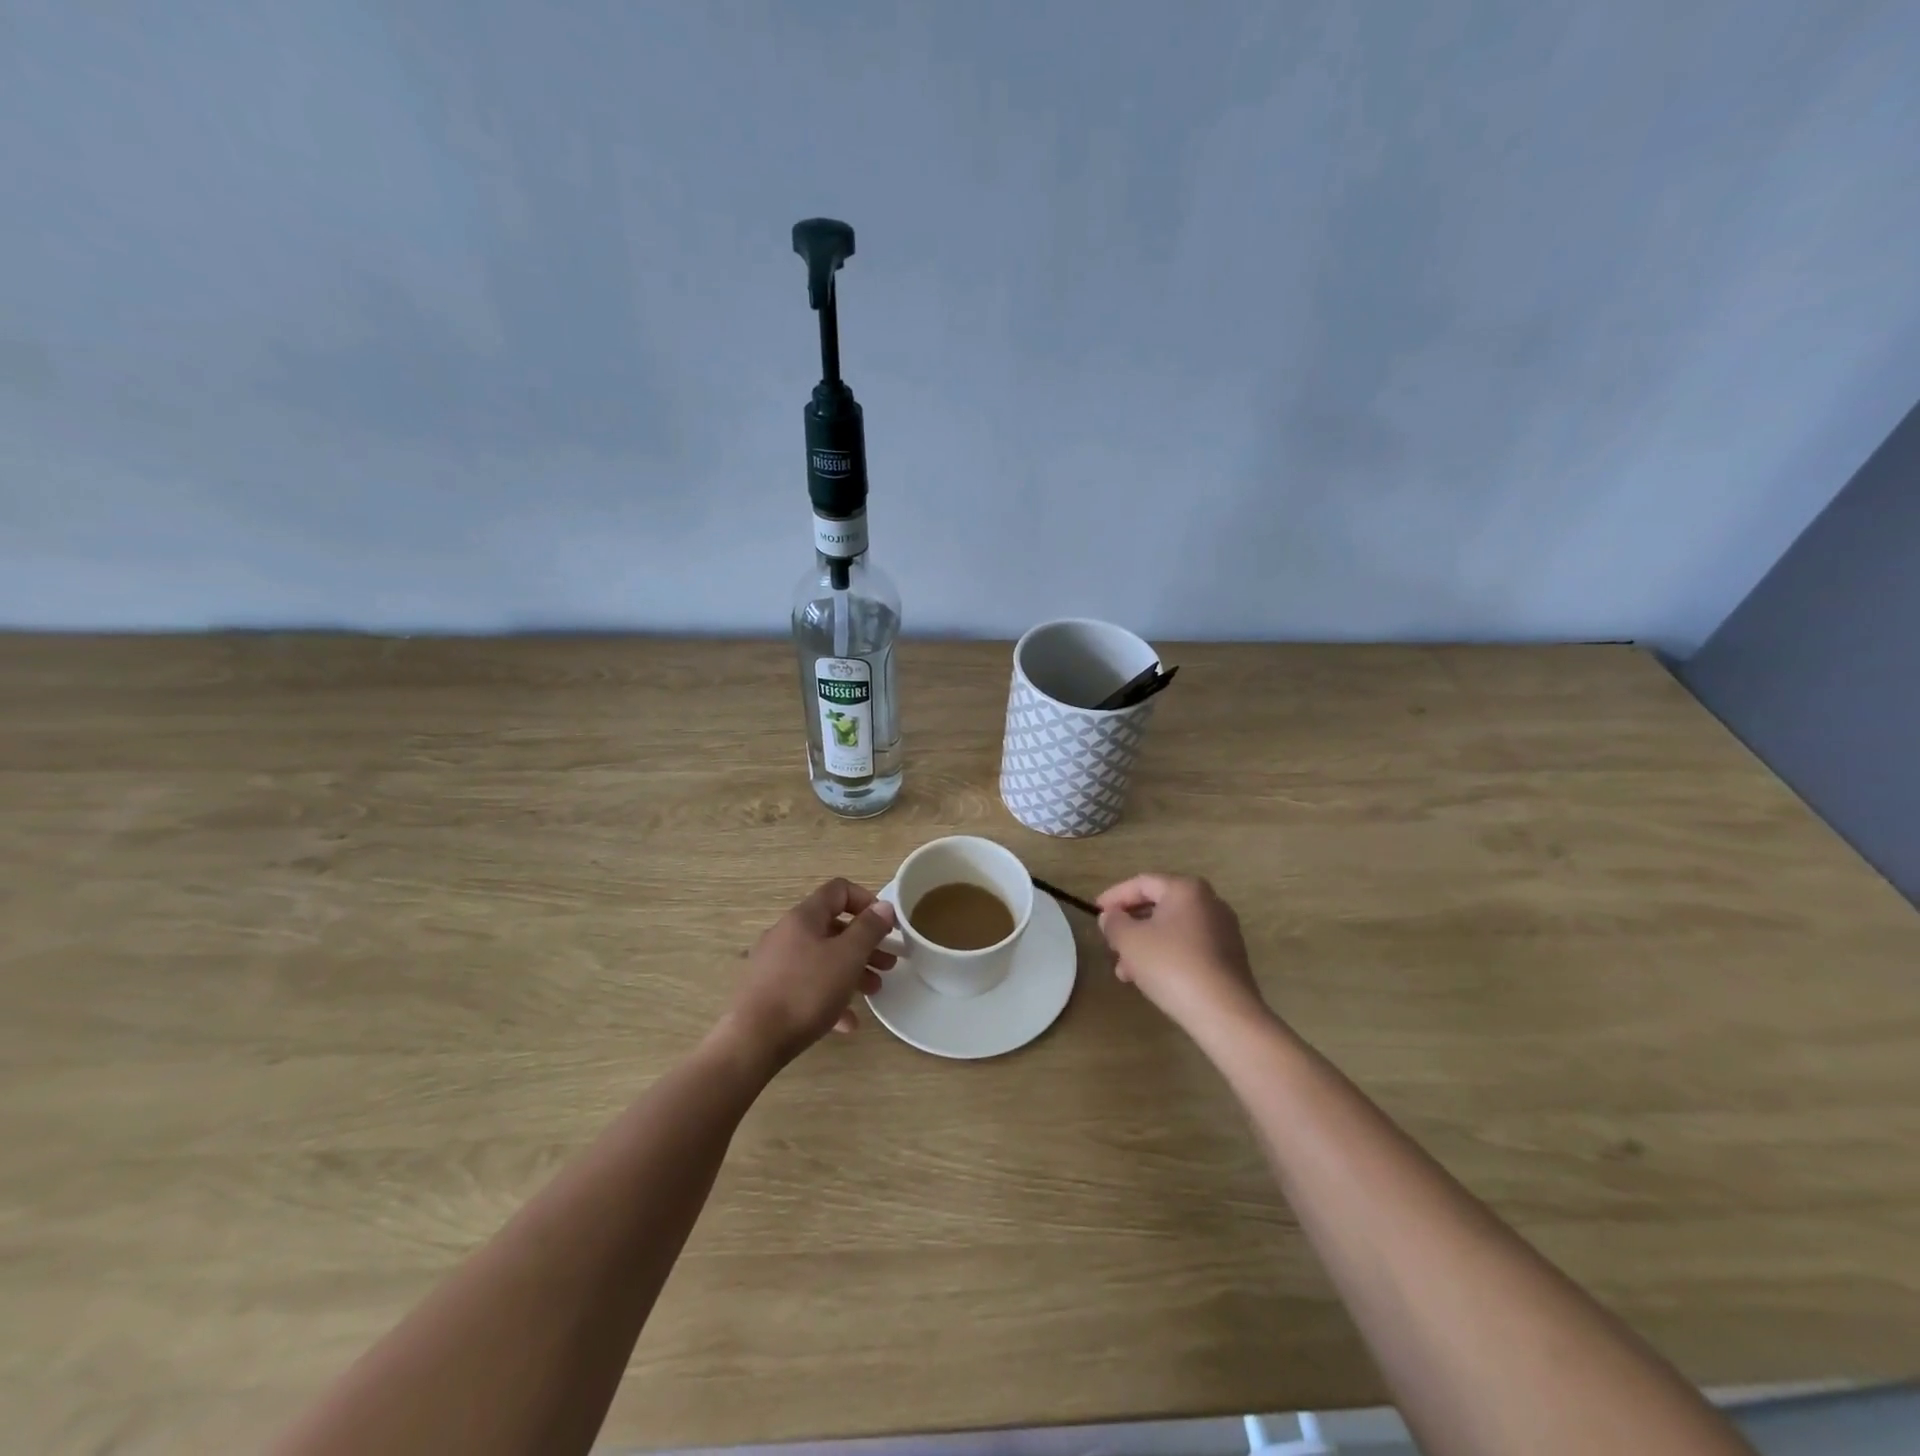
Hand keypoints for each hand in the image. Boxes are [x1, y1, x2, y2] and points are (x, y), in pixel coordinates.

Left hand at [723, 878, 897, 1068]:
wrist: (753, 1041)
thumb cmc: (806, 991)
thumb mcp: (847, 957)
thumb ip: (869, 929)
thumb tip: (884, 906)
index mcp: (804, 917)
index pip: (839, 890)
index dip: (867, 901)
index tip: (886, 926)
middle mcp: (786, 933)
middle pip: (833, 928)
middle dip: (864, 944)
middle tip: (888, 963)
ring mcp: (774, 963)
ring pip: (821, 958)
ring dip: (851, 971)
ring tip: (874, 991)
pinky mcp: (768, 991)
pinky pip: (806, 986)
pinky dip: (829, 997)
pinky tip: (846, 1022)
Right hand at [1096, 873, 1266, 1032]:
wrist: (1224, 1013)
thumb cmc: (1171, 966)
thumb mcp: (1130, 941)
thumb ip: (1114, 922)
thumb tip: (1111, 916)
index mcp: (1186, 889)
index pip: (1142, 883)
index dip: (1114, 896)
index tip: (1095, 912)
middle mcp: (1209, 902)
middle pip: (1159, 906)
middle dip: (1130, 925)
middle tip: (1110, 943)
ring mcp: (1223, 930)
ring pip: (1172, 929)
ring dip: (1144, 945)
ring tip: (1124, 971)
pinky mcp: (1229, 956)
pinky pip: (1188, 947)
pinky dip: (1165, 956)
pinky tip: (1150, 979)